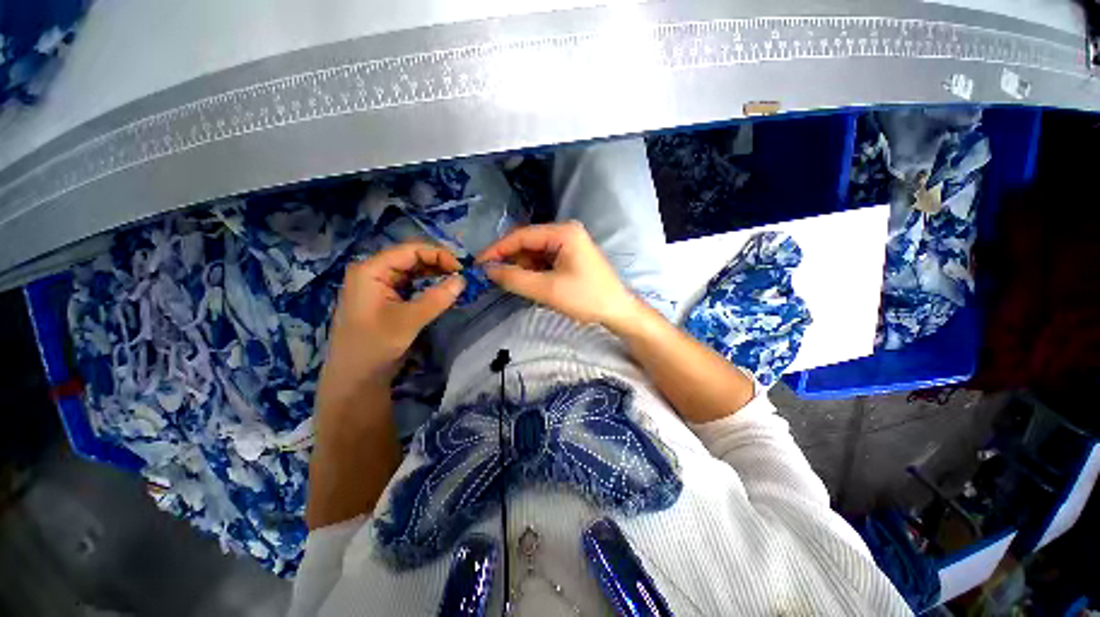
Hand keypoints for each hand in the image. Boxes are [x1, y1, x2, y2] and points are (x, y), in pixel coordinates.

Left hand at [318, 242, 464, 407]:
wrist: (355, 378)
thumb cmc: (374, 346)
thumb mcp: (408, 321)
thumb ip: (436, 298)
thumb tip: (463, 280)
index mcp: (371, 270)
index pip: (410, 250)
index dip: (438, 255)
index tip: (461, 269)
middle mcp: (373, 271)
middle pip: (411, 257)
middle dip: (438, 264)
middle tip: (461, 277)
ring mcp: (378, 285)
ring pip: (412, 270)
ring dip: (435, 274)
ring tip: (455, 283)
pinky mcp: (385, 298)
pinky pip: (410, 284)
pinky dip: (428, 285)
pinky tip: (442, 291)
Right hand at [476, 221, 639, 328]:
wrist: (618, 311)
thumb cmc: (586, 298)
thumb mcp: (547, 289)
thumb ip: (514, 278)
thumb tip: (488, 269)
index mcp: (563, 232)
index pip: (521, 236)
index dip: (497, 249)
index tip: (478, 264)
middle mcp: (566, 232)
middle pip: (528, 243)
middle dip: (511, 260)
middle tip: (493, 278)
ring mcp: (570, 244)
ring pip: (535, 253)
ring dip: (522, 268)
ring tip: (513, 285)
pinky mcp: (571, 257)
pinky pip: (545, 260)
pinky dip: (534, 272)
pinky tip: (530, 284)